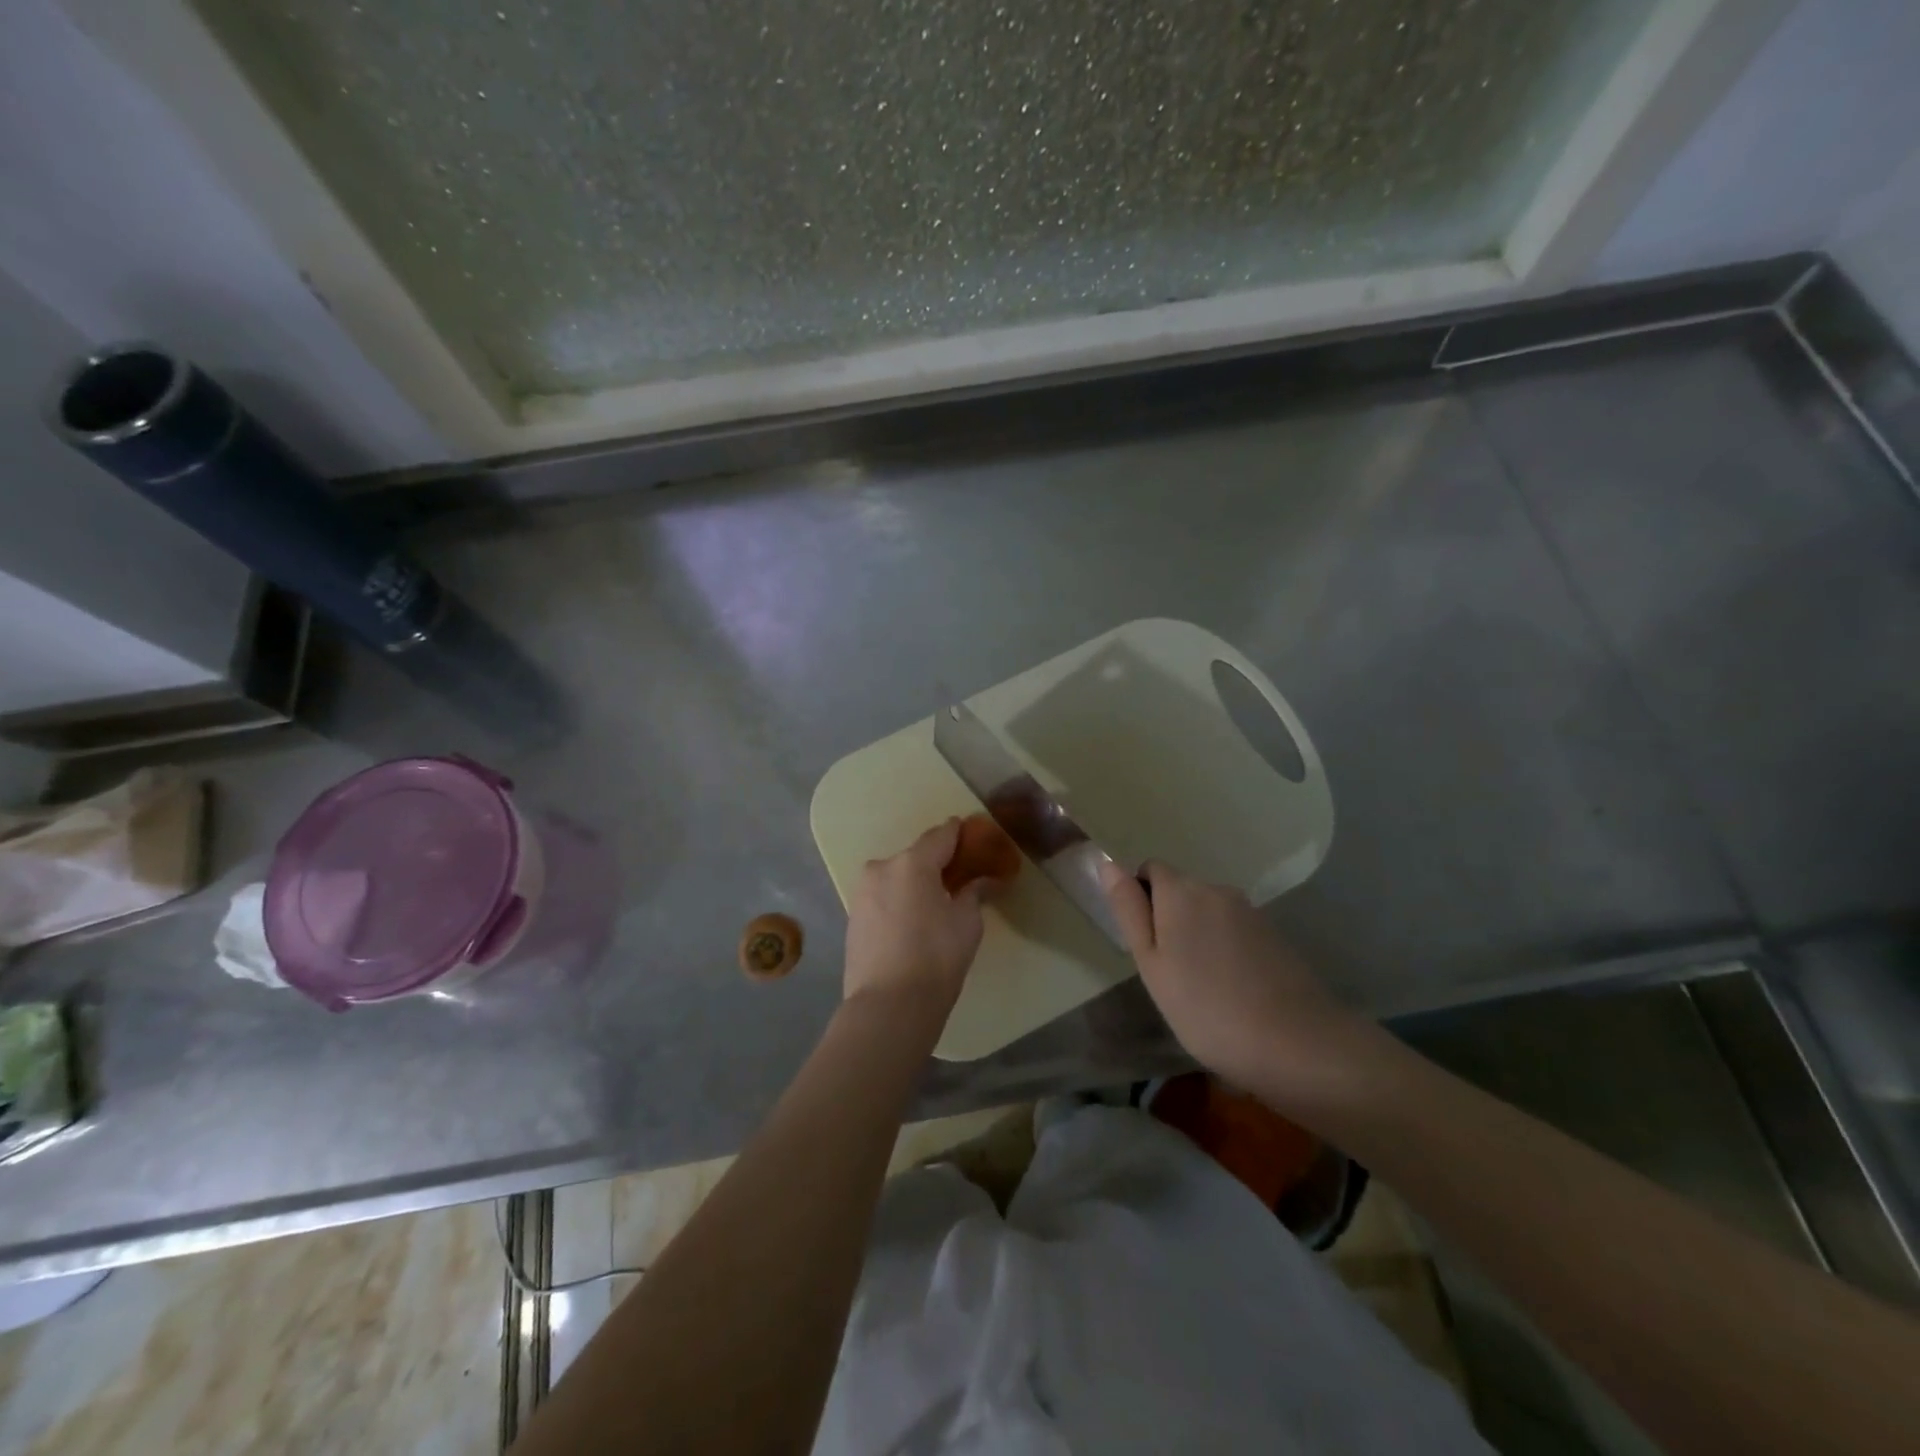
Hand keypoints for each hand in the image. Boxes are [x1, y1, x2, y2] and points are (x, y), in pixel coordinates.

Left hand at [844, 819, 1003, 1018]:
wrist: (888, 1006)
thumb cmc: (936, 958)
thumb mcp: (967, 923)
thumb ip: (974, 893)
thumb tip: (984, 881)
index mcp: (912, 862)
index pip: (941, 835)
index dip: (959, 833)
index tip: (974, 836)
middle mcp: (882, 868)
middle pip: (916, 856)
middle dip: (937, 863)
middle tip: (959, 877)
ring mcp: (862, 892)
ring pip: (897, 877)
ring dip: (915, 883)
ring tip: (936, 904)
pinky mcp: (852, 917)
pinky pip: (883, 897)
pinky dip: (899, 901)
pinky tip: (913, 922)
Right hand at [1099, 860, 1378, 1106]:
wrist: (1297, 1045)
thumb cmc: (1206, 1008)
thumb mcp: (1151, 963)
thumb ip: (1129, 910)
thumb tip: (1108, 864)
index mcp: (1182, 891)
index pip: (1150, 870)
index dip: (1140, 899)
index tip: (1144, 943)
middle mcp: (1217, 889)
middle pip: (1180, 891)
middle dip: (1169, 920)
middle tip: (1168, 973)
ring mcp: (1251, 911)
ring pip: (1208, 913)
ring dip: (1198, 936)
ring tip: (1201, 987)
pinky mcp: (1275, 935)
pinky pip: (1234, 931)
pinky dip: (1225, 950)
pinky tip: (1232, 990)